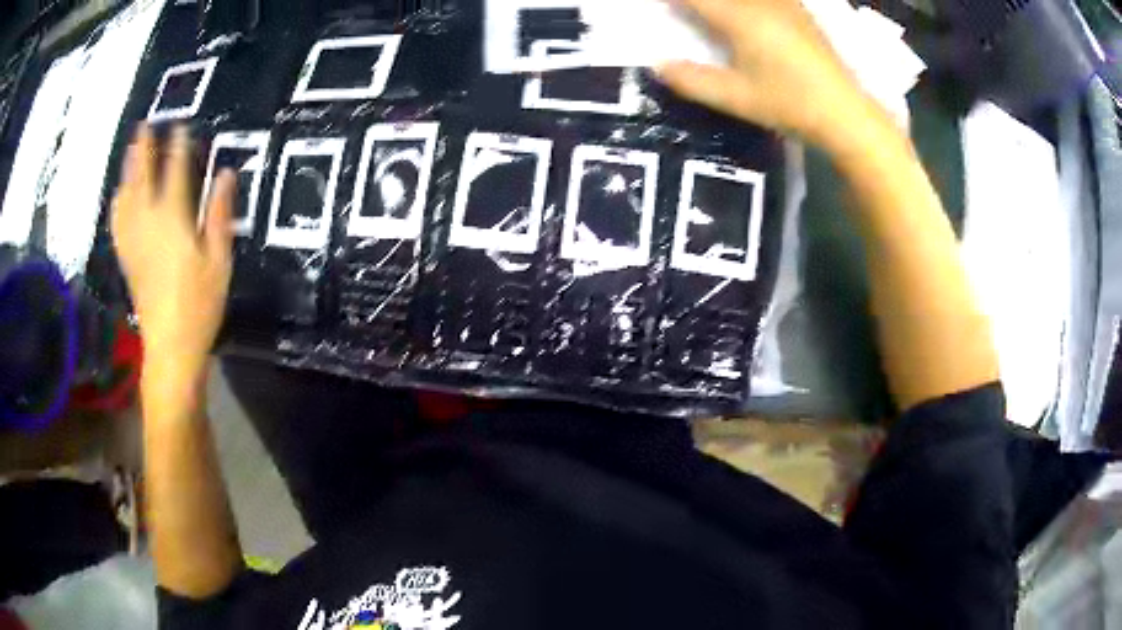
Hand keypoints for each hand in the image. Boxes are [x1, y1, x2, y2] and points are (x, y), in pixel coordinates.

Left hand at [112, 124, 235, 376]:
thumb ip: (218, 214)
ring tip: (130, 151)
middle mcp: (148, 224)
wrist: (170, 346)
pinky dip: (118, 203)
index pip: (175, 173)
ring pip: (126, 198)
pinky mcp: (127, 259)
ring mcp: (134, 242)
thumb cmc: (199, 305)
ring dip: (127, 171)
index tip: (180, 127)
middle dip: (143, 150)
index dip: (177, 148)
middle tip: (144, 125)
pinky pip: (118, 223)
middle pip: (143, 179)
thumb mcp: (219, 260)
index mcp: (173, 221)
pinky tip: (119, 195)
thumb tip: (225, 175)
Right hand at [657, 0, 886, 149]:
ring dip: (722, 1)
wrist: (844, 111)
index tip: (663, 5)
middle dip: (699, 0)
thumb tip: (658, 65)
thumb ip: (694, 81)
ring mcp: (783, 3)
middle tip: (684, 8)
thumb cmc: (790, 105)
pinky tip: (748, 10)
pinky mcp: (798, 10)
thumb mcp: (737, 98)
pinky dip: (747, 2)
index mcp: (740, 19)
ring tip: (712, 11)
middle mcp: (760, 3)